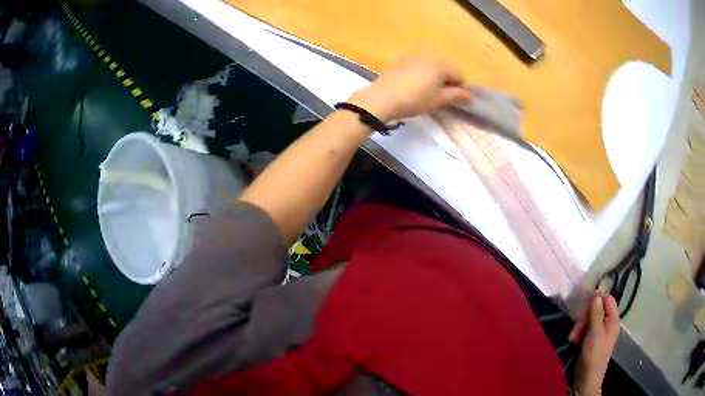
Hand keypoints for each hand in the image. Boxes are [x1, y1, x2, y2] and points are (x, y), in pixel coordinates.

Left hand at [347, 56, 472, 122]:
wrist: (381, 99)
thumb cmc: (414, 100)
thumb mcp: (438, 100)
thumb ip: (457, 96)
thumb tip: (471, 96)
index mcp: (440, 65)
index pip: (459, 74)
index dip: (460, 88)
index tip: (453, 101)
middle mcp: (428, 56)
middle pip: (445, 69)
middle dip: (446, 82)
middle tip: (439, 98)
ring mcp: (412, 57)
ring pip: (431, 67)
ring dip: (433, 78)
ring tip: (425, 93)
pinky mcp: (400, 61)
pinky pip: (417, 67)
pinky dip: (420, 75)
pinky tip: (411, 87)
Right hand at [569, 294, 619, 395]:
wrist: (587, 377)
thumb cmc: (594, 353)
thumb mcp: (595, 332)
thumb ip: (596, 312)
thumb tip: (596, 294)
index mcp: (613, 319)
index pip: (608, 300)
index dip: (597, 298)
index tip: (584, 302)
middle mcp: (607, 323)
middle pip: (596, 310)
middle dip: (584, 317)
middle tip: (576, 327)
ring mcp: (599, 332)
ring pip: (588, 320)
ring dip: (579, 327)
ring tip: (572, 338)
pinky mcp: (591, 340)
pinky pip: (585, 330)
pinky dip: (578, 333)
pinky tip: (573, 341)